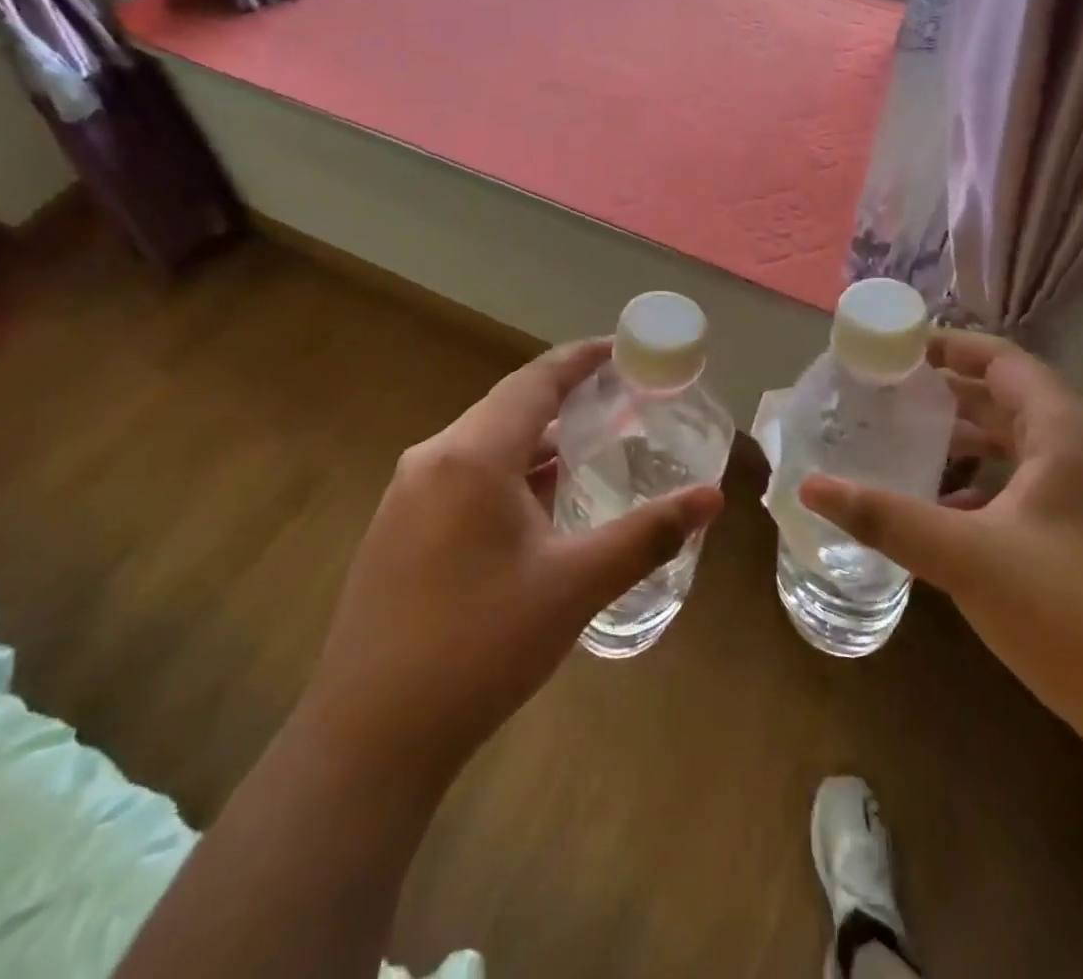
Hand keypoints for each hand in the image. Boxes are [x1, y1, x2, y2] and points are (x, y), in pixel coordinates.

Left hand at [307, 339, 723, 786]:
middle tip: (620, 400)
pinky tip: (538, 501)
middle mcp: (433, 457)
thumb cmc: (481, 646)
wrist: (371, 734)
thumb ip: (646, 535)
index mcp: (472, 455)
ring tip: (590, 444)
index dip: (581, 358)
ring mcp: (407, 493)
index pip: (535, 381)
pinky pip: (464, 474)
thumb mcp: (574, 585)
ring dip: (537, 438)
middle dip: (565, 397)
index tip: (623, 348)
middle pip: (509, 406)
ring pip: (484, 442)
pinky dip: (509, 470)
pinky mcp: (398, 526)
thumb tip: (711, 499)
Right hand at [799, 330, 1082, 754]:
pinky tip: (952, 513)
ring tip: (910, 446)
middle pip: (1013, 400)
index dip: (950, 347)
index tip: (897, 349)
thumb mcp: (966, 558)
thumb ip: (886, 518)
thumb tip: (810, 488)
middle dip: (950, 395)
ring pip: (1026, 448)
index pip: (1004, 362)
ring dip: (971, 442)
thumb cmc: (1072, 613)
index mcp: (1069, 435)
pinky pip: (1038, 487)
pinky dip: (993, 484)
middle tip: (889, 396)